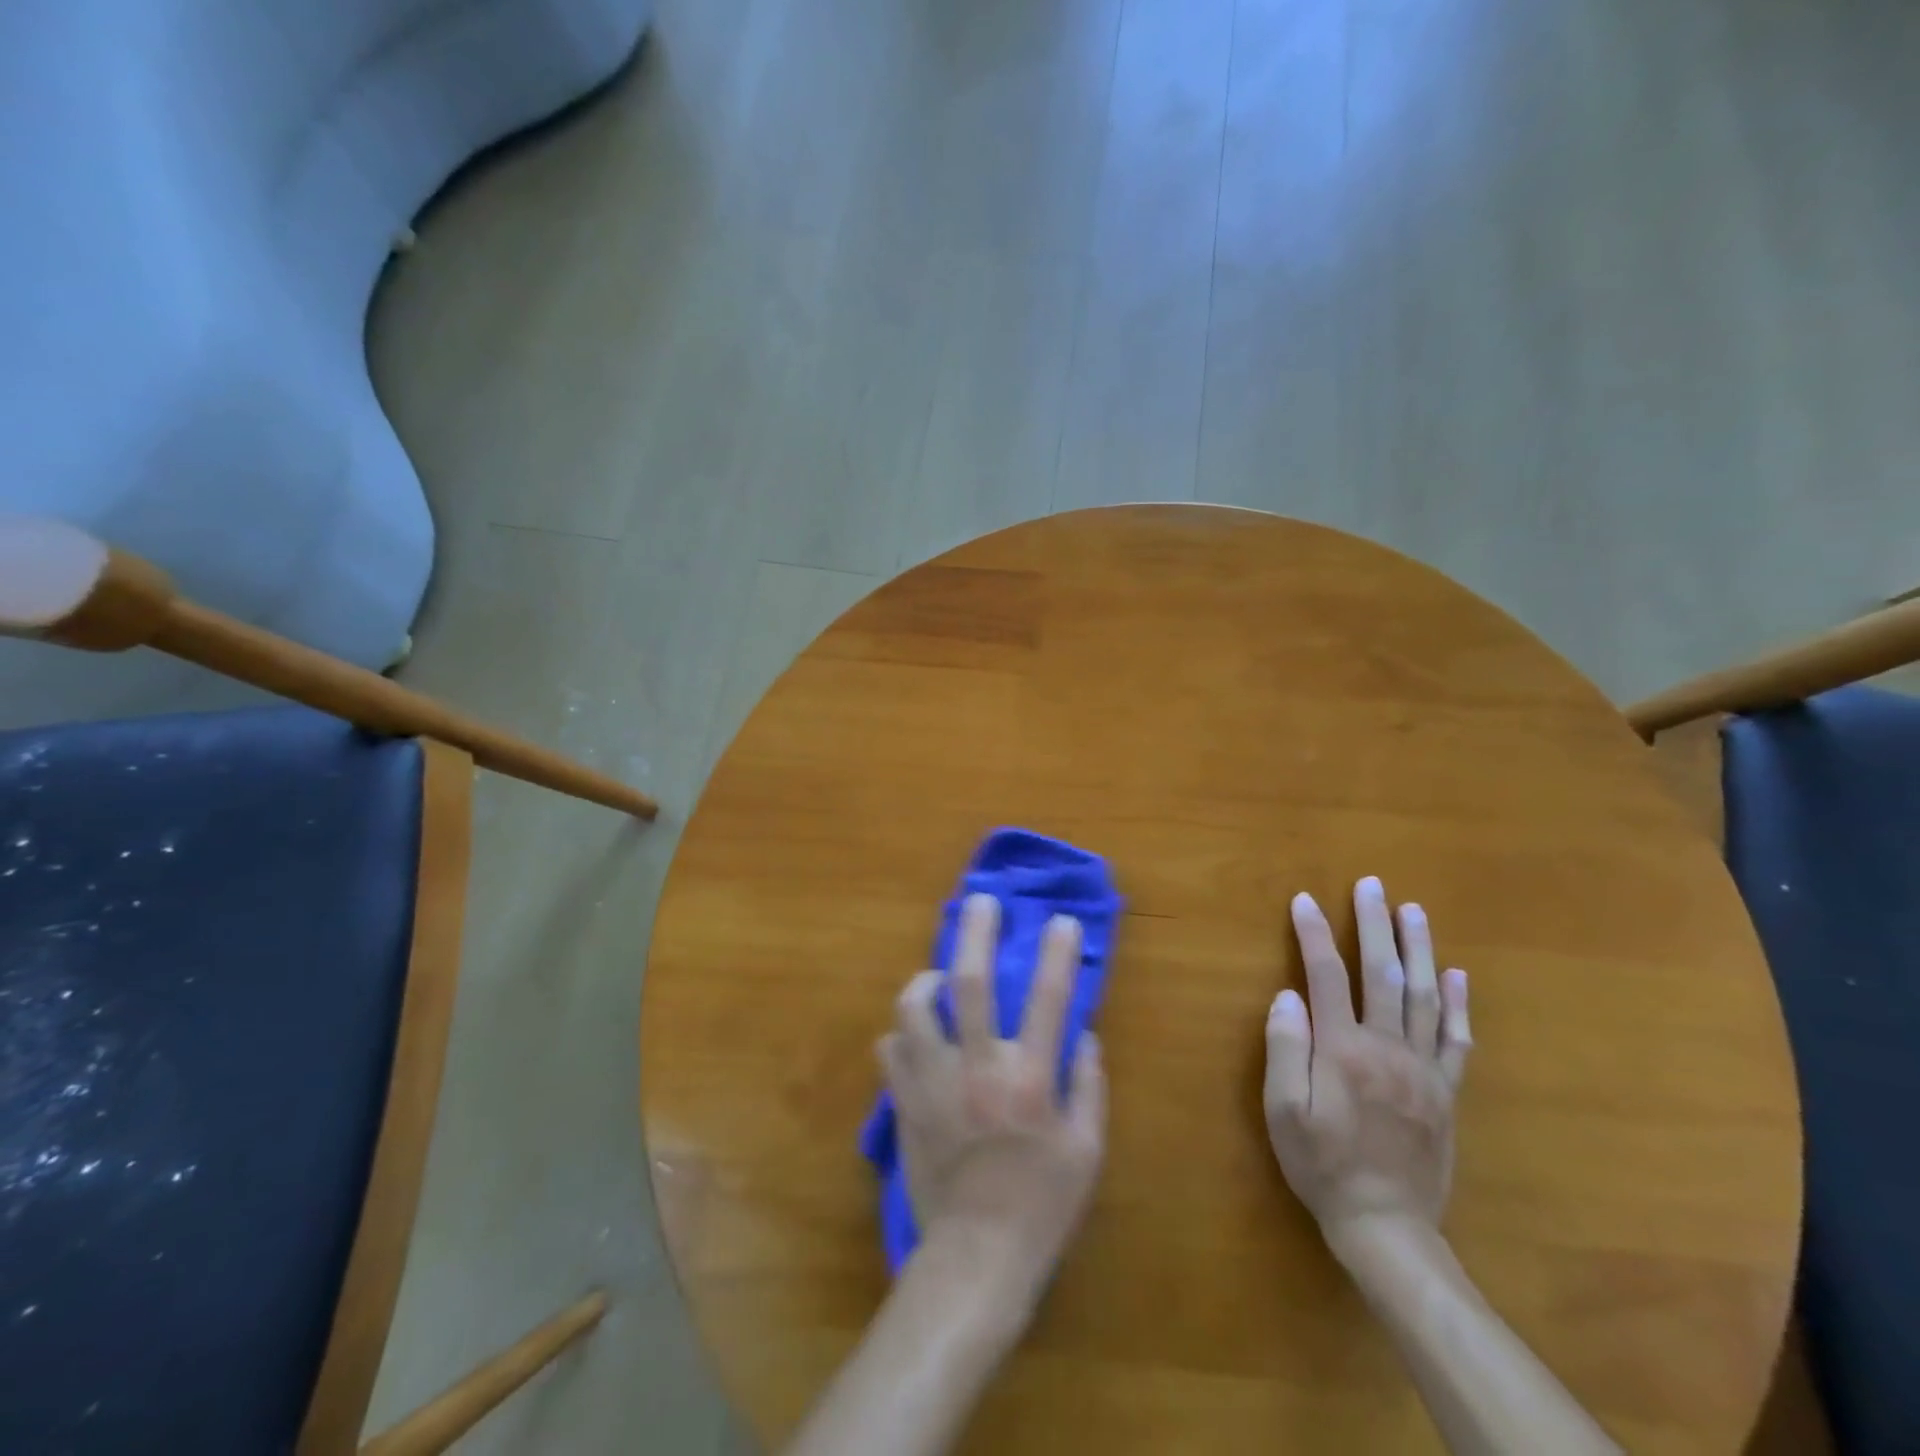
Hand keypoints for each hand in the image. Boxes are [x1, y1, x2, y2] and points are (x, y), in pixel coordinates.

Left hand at [879, 893, 1105, 1316]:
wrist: (976, 1258)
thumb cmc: (1042, 1206)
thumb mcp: (1087, 1151)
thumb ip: (1088, 1086)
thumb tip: (1084, 1035)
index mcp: (1029, 1081)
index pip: (1047, 999)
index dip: (1056, 953)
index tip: (1059, 920)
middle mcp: (978, 1070)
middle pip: (970, 983)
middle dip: (976, 933)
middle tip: (980, 902)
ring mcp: (934, 1084)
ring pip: (914, 1008)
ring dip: (926, 982)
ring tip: (938, 979)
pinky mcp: (904, 1104)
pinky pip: (890, 1049)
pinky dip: (902, 1035)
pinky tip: (915, 1038)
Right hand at [1263, 877, 1472, 1258]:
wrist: (1386, 1226)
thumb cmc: (1322, 1165)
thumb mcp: (1284, 1112)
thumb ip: (1285, 1050)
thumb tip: (1287, 995)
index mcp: (1343, 1050)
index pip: (1326, 976)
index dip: (1314, 934)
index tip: (1305, 900)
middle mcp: (1387, 1048)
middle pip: (1382, 974)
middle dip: (1374, 925)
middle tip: (1371, 885)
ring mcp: (1423, 1069)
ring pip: (1424, 997)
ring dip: (1418, 949)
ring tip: (1413, 911)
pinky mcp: (1445, 1092)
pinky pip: (1455, 1040)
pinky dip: (1457, 1004)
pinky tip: (1457, 976)